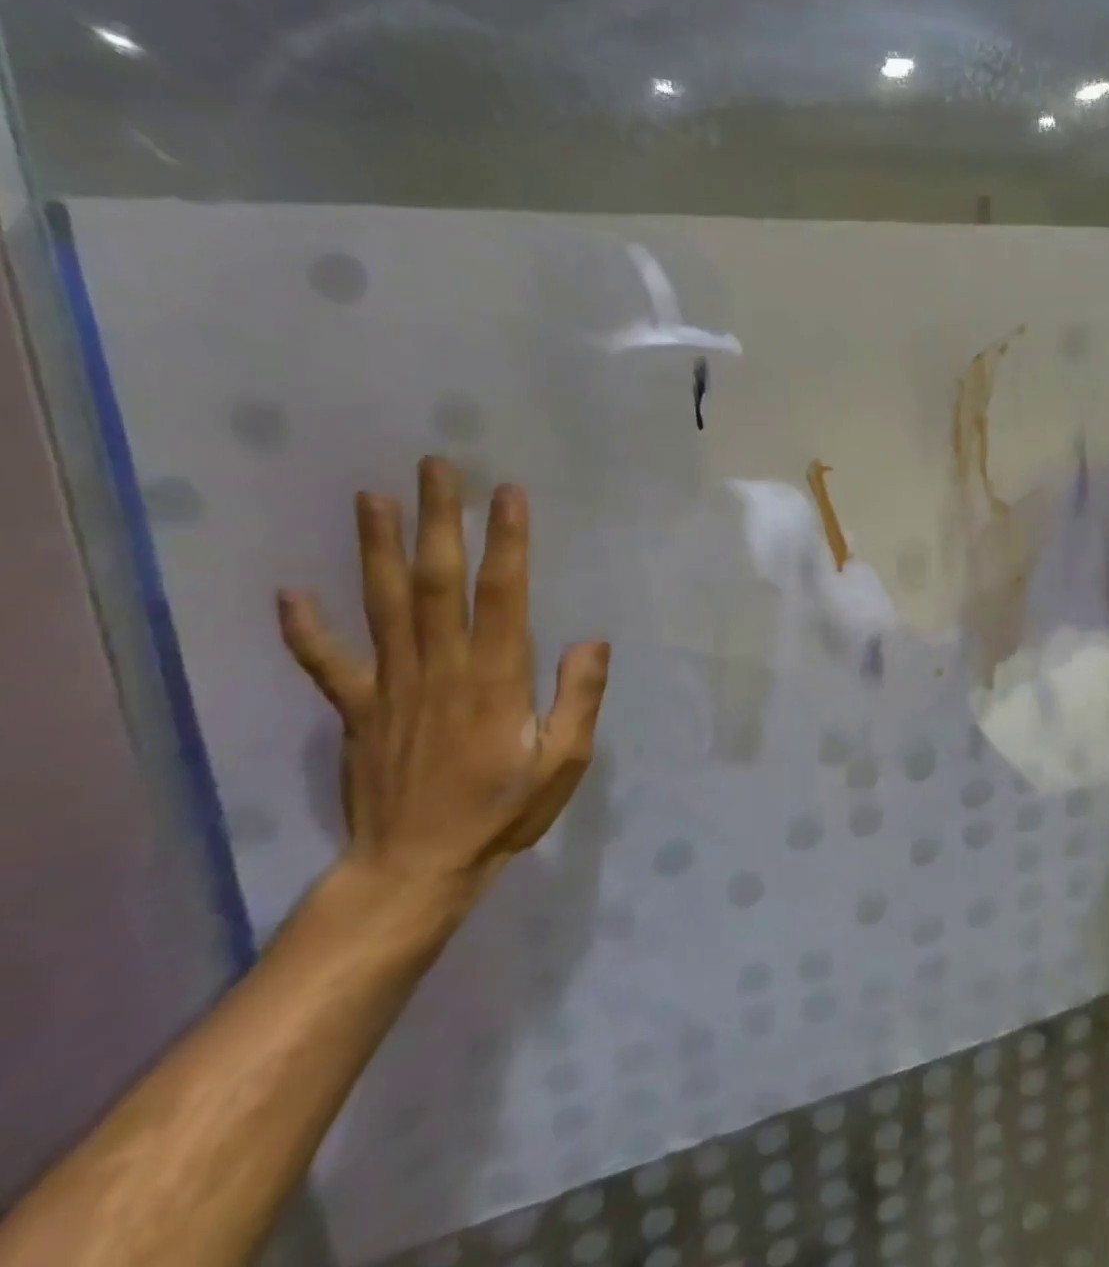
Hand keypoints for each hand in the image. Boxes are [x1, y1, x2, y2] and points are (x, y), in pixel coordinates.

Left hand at [277, 456, 610, 903]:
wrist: (416, 868)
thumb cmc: (502, 811)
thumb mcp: (564, 762)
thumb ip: (579, 698)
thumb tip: (592, 639)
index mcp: (495, 679)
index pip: (501, 595)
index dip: (506, 542)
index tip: (507, 493)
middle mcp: (440, 669)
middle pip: (436, 582)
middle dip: (438, 521)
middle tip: (436, 467)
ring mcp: (391, 687)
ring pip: (383, 605)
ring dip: (377, 549)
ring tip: (372, 497)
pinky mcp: (357, 711)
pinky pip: (327, 664)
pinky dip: (306, 629)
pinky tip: (290, 592)